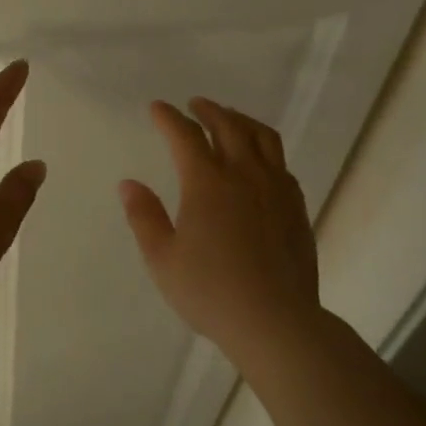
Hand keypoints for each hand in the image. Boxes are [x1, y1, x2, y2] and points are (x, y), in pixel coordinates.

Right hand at [120, 98, 320, 358]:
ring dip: (242, 121)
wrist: (275, 320)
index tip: (157, 108)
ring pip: (263, 138)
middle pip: (229, 126)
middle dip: (208, 111)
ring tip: (230, 119)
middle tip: (194, 105)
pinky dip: (264, 149)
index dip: (169, 118)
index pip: (186, 136)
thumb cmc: (209, 291)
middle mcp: (245, 175)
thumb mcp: (162, 259)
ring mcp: (276, 189)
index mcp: (207, 183)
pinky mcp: (296, 207)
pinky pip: (280, 163)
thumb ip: (144, 217)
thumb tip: (129, 184)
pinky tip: (259, 161)